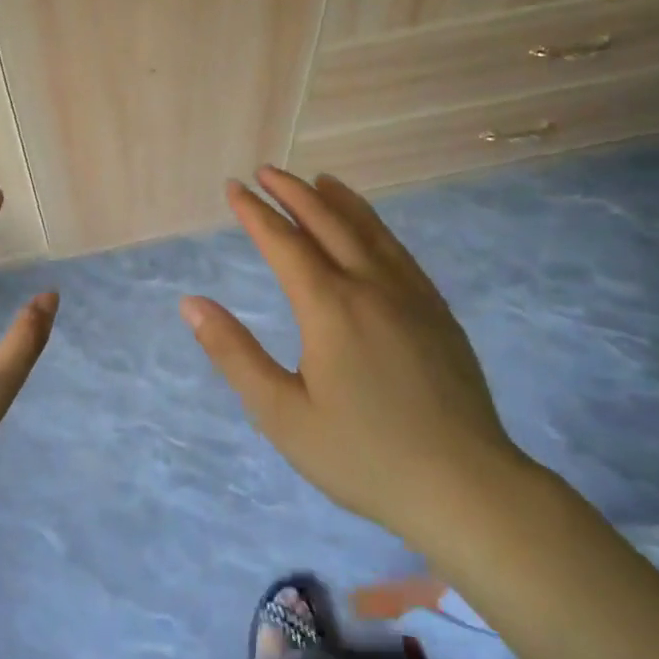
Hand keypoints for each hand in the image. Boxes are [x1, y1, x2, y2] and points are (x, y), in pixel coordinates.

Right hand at [180, 165, 528, 546]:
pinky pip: (399, 250)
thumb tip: (192, 304)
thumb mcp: (282, 414)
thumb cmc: (363, 455)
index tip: (234, 188)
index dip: (255, 213)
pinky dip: (375, 225)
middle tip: (266, 171)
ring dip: (337, 200)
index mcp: (329, 307)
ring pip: (368, 230)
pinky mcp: (437, 311)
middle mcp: (370, 286)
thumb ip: (235, 354)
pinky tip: (369, 228)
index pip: (284, 243)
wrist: (466, 487)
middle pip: (327, 222)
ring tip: (316, 180)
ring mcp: (411, 295)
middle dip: (293, 192)